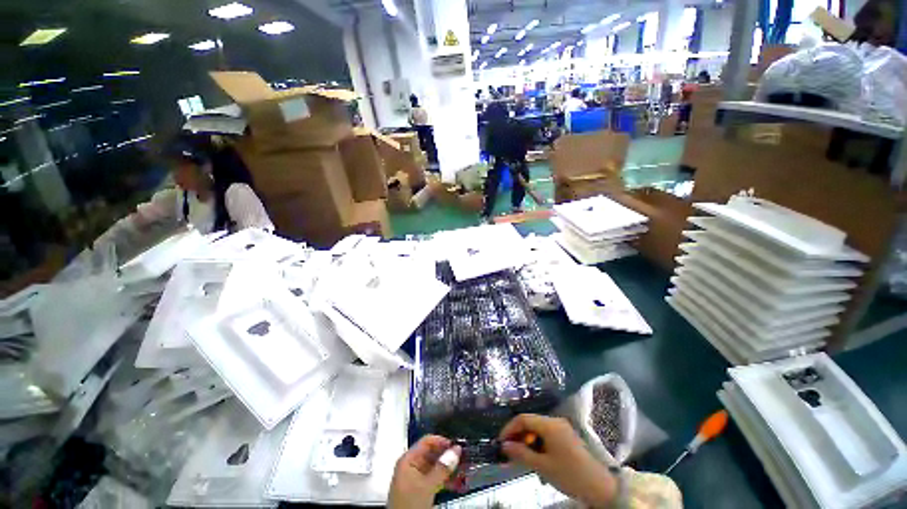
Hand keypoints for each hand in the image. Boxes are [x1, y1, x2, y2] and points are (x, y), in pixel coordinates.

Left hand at [388, 435, 459, 508]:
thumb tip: (455, 451)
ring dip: (449, 469)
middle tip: (462, 458)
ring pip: (435, 467)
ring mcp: (415, 479)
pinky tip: (456, 483)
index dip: (441, 441)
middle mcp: (411, 467)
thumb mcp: (427, 486)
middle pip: (432, 454)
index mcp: (407, 460)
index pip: (427, 441)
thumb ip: (442, 468)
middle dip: (447, 456)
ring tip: (463, 470)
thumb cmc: (408, 506)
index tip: (455, 446)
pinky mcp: (420, 490)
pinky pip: (435, 479)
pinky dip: (446, 480)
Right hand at [499, 414, 616, 507]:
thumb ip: (521, 453)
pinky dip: (538, 444)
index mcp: (549, 424)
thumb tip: (504, 445)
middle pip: (530, 422)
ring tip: (522, 458)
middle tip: (509, 452)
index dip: (509, 428)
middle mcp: (555, 421)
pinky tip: (536, 459)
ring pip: (538, 429)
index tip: (501, 442)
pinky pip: (547, 435)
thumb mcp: (542, 466)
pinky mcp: (567, 437)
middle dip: (518, 436)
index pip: (522, 419)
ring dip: (528, 441)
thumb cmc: (569, 474)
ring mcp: (562, 428)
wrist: (600, 487)